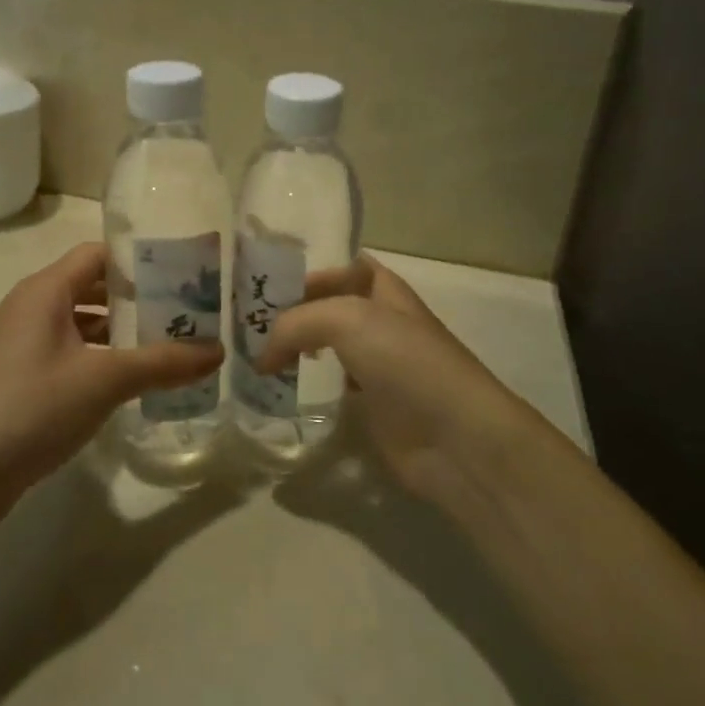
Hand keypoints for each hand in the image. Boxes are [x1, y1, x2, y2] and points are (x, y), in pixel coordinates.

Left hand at [0, 243, 223, 519]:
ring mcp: (19, 346)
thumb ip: (163, 362)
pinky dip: (99, 360)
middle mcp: (29, 308)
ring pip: (80, 325)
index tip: (183, 274)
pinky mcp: (17, 380)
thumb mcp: (104, 380)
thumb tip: (218, 351)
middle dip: (137, 300)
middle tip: (186, 313)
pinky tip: (129, 383)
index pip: (98, 254)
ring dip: (120, 333)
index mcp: (44, 291)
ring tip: (168, 347)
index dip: (139, 260)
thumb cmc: (31, 408)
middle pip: (91, 288)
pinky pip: (67, 355)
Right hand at [258, 256, 547, 498]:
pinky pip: (334, 387)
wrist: (455, 437)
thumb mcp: (346, 319)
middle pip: (332, 307)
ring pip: (331, 347)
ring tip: (258, 356)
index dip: (309, 273)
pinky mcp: (375, 406)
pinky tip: (285, 390)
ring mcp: (381, 366)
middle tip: (249, 326)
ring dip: (299, 349)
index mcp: (385, 290)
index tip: (266, 290)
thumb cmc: (405, 361)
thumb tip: (263, 356)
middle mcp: (382, 322)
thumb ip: (296, 323)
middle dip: (295, 312)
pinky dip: (309, 386)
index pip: (342, 268)